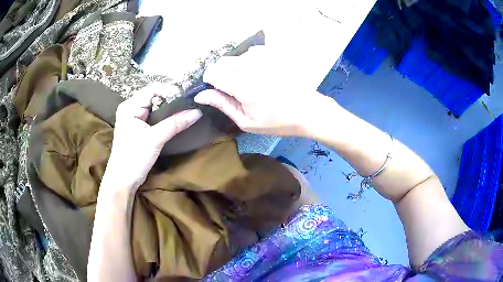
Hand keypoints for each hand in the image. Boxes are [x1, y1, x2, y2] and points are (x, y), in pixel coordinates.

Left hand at [103, 84, 201, 192]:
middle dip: (173, 99)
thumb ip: (175, 124)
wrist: (123, 181)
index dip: (171, 90)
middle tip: (190, 104)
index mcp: (130, 106)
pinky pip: (156, 116)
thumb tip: (197, 112)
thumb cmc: (133, 159)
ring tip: (187, 110)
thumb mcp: (154, 139)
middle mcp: (131, 108)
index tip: (188, 98)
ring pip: (157, 106)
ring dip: (171, 109)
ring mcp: (135, 118)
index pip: (153, 89)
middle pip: (155, 96)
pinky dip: (167, 117)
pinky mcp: (140, 127)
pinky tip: (178, 119)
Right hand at [195, 46, 334, 136]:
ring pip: (238, 57)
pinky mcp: (275, 55)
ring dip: (238, 68)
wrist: (308, 111)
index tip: (216, 90)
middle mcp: (251, 67)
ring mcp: (264, 59)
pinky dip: (251, 61)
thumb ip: (222, 104)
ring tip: (252, 82)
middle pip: (223, 62)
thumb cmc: (277, 122)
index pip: (213, 74)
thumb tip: (201, 95)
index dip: (210, 81)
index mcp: (242, 86)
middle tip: (236, 90)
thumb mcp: (247, 121)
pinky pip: (253, 53)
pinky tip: (260, 73)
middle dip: (223, 74)